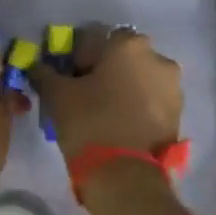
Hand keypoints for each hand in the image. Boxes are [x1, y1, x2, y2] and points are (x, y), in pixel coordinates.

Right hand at [31, 25, 181, 160]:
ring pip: (138, 77)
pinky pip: (150, 99)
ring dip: (122, 87)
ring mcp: (172, 86)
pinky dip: (136, 105)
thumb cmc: (90, 123)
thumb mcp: (57, 95)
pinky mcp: (178, 113)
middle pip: (120, 56)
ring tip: (102, 112)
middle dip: (102, 69)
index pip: (94, 37)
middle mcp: (157, 57)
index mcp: (128, 44)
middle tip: (83, 93)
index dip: (76, 55)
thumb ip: (45, 72)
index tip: (66, 76)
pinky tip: (119, 124)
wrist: (126, 177)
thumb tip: (38, 66)